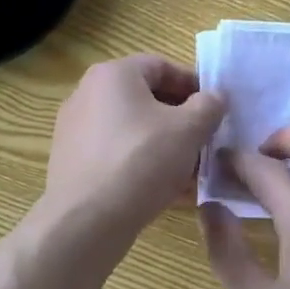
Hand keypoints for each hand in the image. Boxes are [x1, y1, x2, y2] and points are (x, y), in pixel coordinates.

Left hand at [45, 55, 226, 237]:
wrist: (85, 222)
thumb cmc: (140, 161)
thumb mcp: (188, 130)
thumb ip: (209, 106)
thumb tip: (215, 97)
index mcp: (113, 74)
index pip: (162, 67)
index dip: (194, 85)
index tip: (216, 108)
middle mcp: (88, 94)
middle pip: (147, 98)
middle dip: (181, 119)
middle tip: (206, 140)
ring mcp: (76, 129)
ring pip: (133, 129)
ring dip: (165, 144)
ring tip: (192, 170)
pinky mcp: (73, 162)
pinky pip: (117, 153)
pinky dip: (143, 163)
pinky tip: (166, 189)